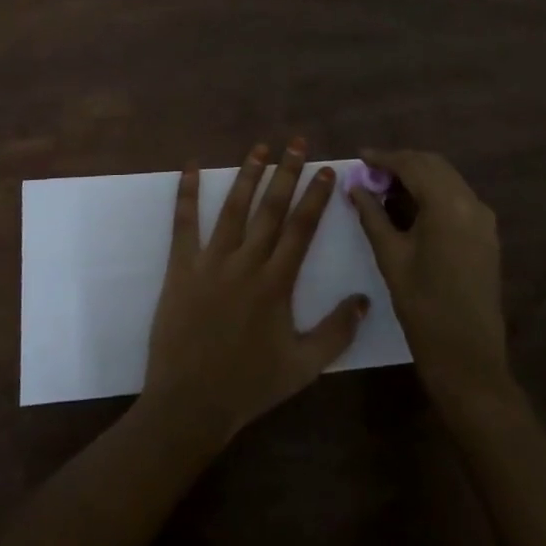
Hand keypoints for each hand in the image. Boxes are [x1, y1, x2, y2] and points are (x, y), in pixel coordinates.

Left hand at [143, 139, 369, 446]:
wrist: (191, 403)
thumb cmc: (250, 385)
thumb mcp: (304, 367)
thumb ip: (336, 332)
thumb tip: (363, 299)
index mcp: (277, 283)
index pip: (302, 229)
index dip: (315, 196)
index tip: (327, 169)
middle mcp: (246, 263)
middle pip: (271, 209)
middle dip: (287, 172)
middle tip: (297, 142)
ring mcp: (211, 261)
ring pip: (233, 208)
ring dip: (247, 174)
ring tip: (260, 147)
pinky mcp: (181, 267)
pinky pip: (184, 223)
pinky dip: (187, 193)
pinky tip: (190, 167)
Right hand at [351, 149, 512, 410]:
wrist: (468, 358)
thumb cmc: (423, 307)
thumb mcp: (391, 257)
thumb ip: (372, 215)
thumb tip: (355, 186)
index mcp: (448, 205)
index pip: (413, 165)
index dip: (384, 158)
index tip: (359, 157)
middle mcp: (471, 203)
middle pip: (433, 166)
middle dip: (401, 163)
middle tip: (370, 173)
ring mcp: (483, 219)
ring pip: (447, 180)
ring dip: (418, 176)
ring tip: (385, 188)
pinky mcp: (486, 235)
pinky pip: (457, 198)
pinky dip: (433, 193)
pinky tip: (410, 207)